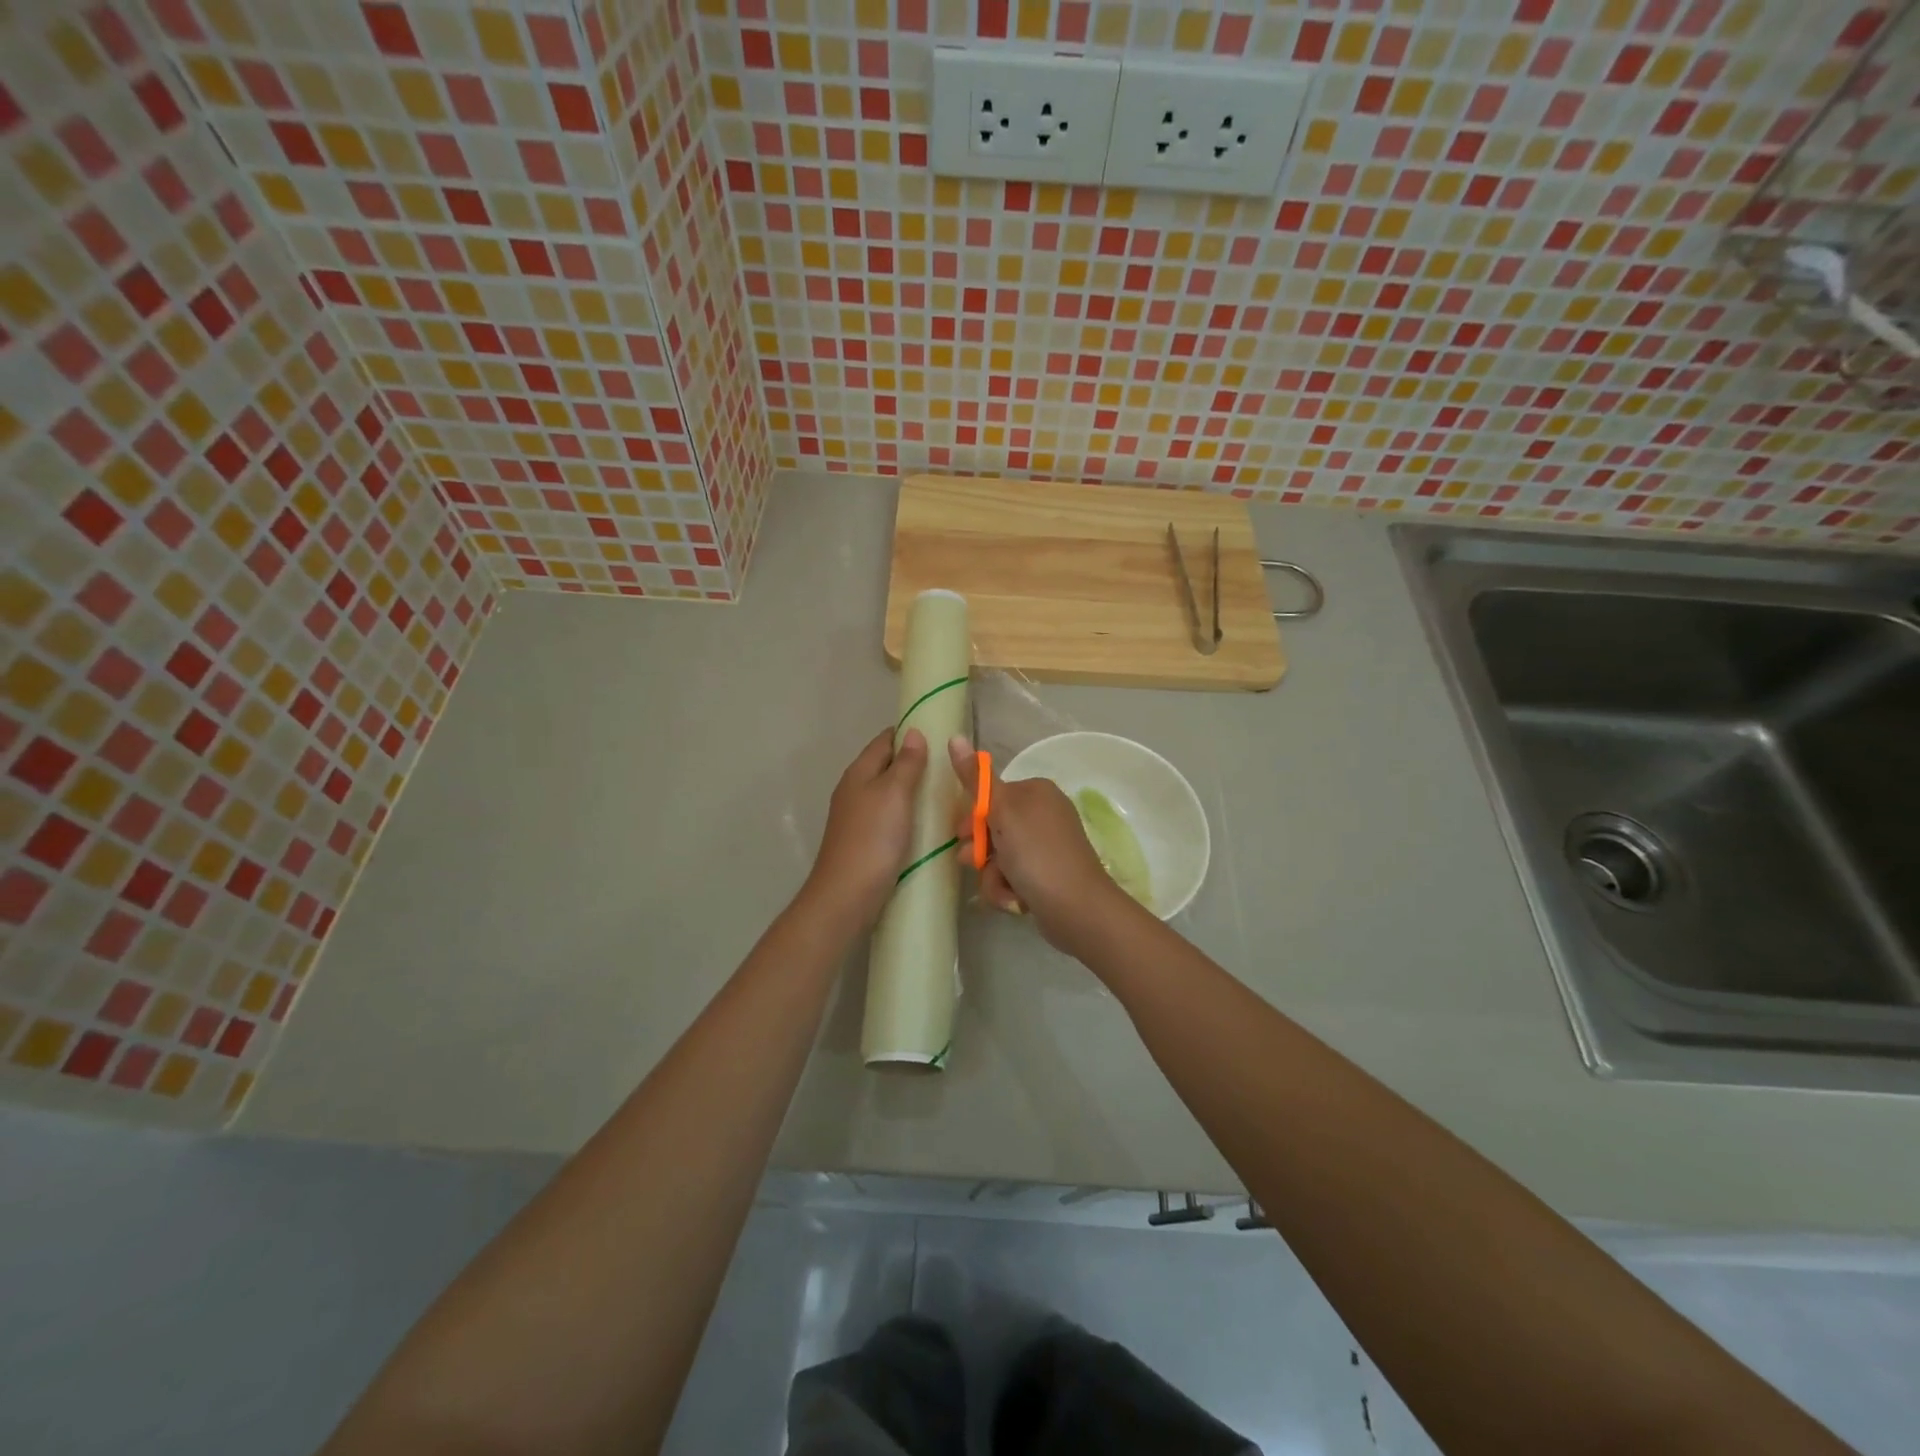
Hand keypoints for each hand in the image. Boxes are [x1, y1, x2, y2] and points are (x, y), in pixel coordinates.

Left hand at [804, 728, 928, 924]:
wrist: (847, 895)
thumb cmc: (873, 838)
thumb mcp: (894, 794)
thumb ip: (906, 763)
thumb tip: (914, 732)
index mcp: (859, 772)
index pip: (885, 740)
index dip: (910, 734)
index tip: (940, 736)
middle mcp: (854, 790)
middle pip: (886, 766)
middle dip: (914, 763)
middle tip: (950, 767)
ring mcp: (857, 817)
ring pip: (888, 793)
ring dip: (912, 791)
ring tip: (946, 793)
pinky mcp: (864, 840)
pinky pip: (889, 817)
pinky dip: (907, 814)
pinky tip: (927, 823)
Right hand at [950, 736, 1132, 952]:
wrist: (1077, 909)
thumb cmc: (1037, 854)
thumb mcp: (1002, 812)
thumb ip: (975, 779)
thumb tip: (954, 737)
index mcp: (1035, 792)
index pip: (990, 796)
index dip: (972, 818)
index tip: (963, 835)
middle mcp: (1043, 814)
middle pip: (992, 828)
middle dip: (981, 851)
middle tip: (976, 862)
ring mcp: (1046, 846)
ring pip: (999, 857)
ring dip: (993, 876)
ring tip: (1004, 888)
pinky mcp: (1046, 875)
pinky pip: (1013, 876)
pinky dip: (1008, 888)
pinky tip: (1016, 900)